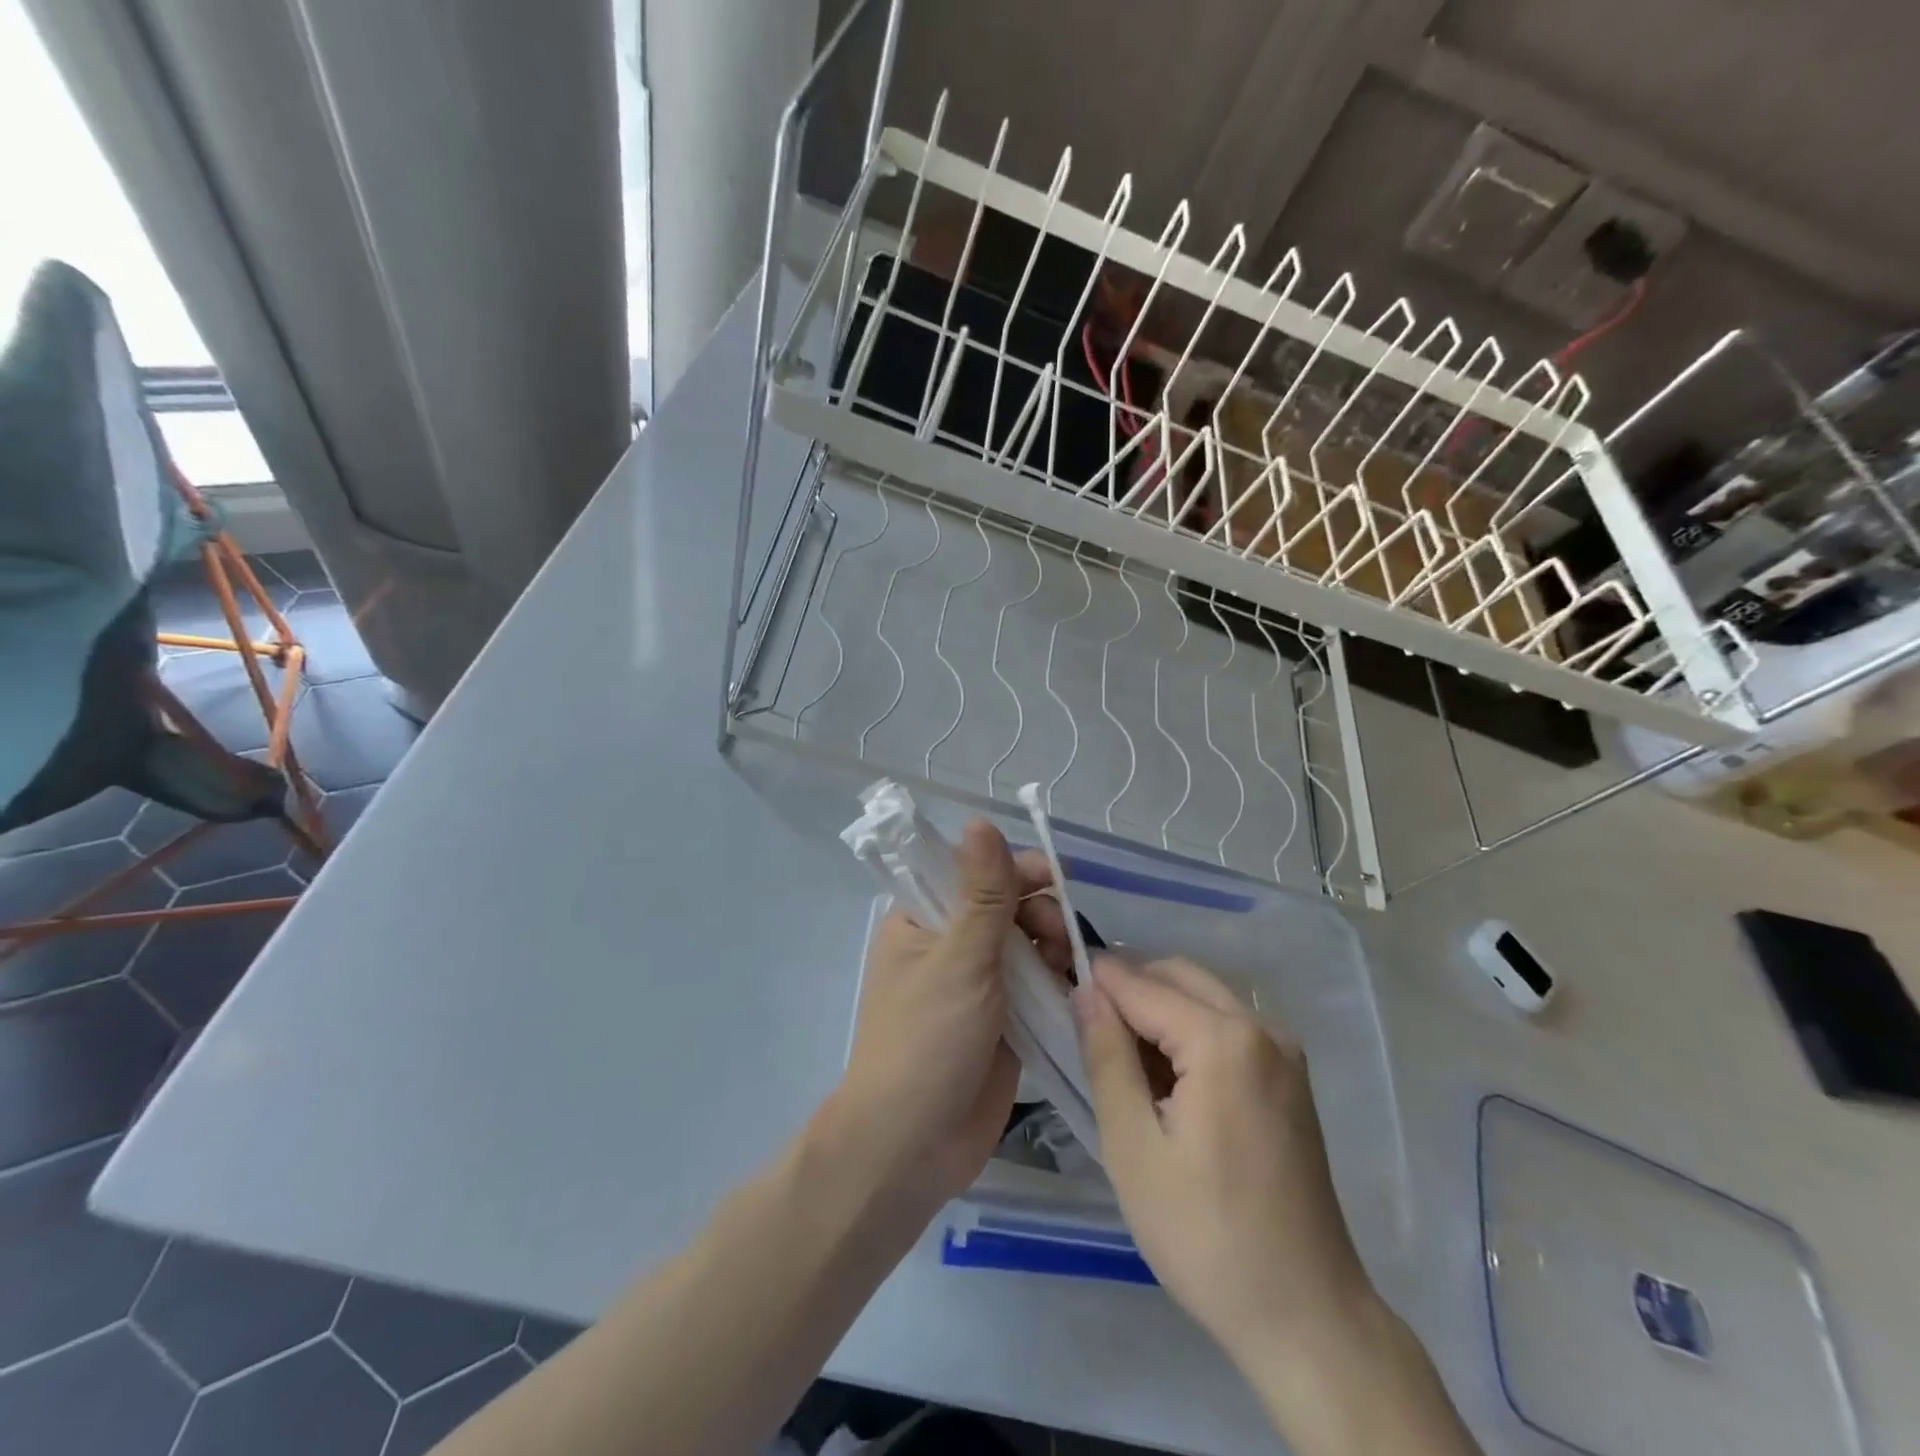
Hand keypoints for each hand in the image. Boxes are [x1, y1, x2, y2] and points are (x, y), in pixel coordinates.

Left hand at [831, 822, 1072, 1209]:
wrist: (912, 1146)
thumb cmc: (926, 1040)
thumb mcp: (958, 959)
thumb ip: (981, 893)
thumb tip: (980, 821)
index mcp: (921, 920)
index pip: (970, 871)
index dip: (1012, 867)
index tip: (1052, 876)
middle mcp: (947, 945)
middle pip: (1005, 905)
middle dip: (1037, 909)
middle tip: (1057, 932)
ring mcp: (976, 984)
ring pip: (1024, 944)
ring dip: (1050, 944)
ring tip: (1065, 962)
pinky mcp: (1002, 1020)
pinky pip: (1034, 984)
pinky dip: (1054, 979)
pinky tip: (1072, 985)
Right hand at [1071, 955, 1373, 1364]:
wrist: (1306, 1316)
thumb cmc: (1206, 1236)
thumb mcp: (1133, 1147)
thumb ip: (1106, 1056)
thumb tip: (1085, 990)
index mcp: (1224, 1040)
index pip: (1142, 985)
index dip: (1095, 982)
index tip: (1055, 986)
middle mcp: (1261, 1027)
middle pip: (1178, 976)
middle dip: (1129, 988)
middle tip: (1085, 1029)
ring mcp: (1283, 1050)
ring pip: (1203, 995)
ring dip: (1158, 1008)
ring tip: (1121, 1059)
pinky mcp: (1290, 1075)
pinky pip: (1227, 1024)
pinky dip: (1189, 1030)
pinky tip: (1166, 1080)